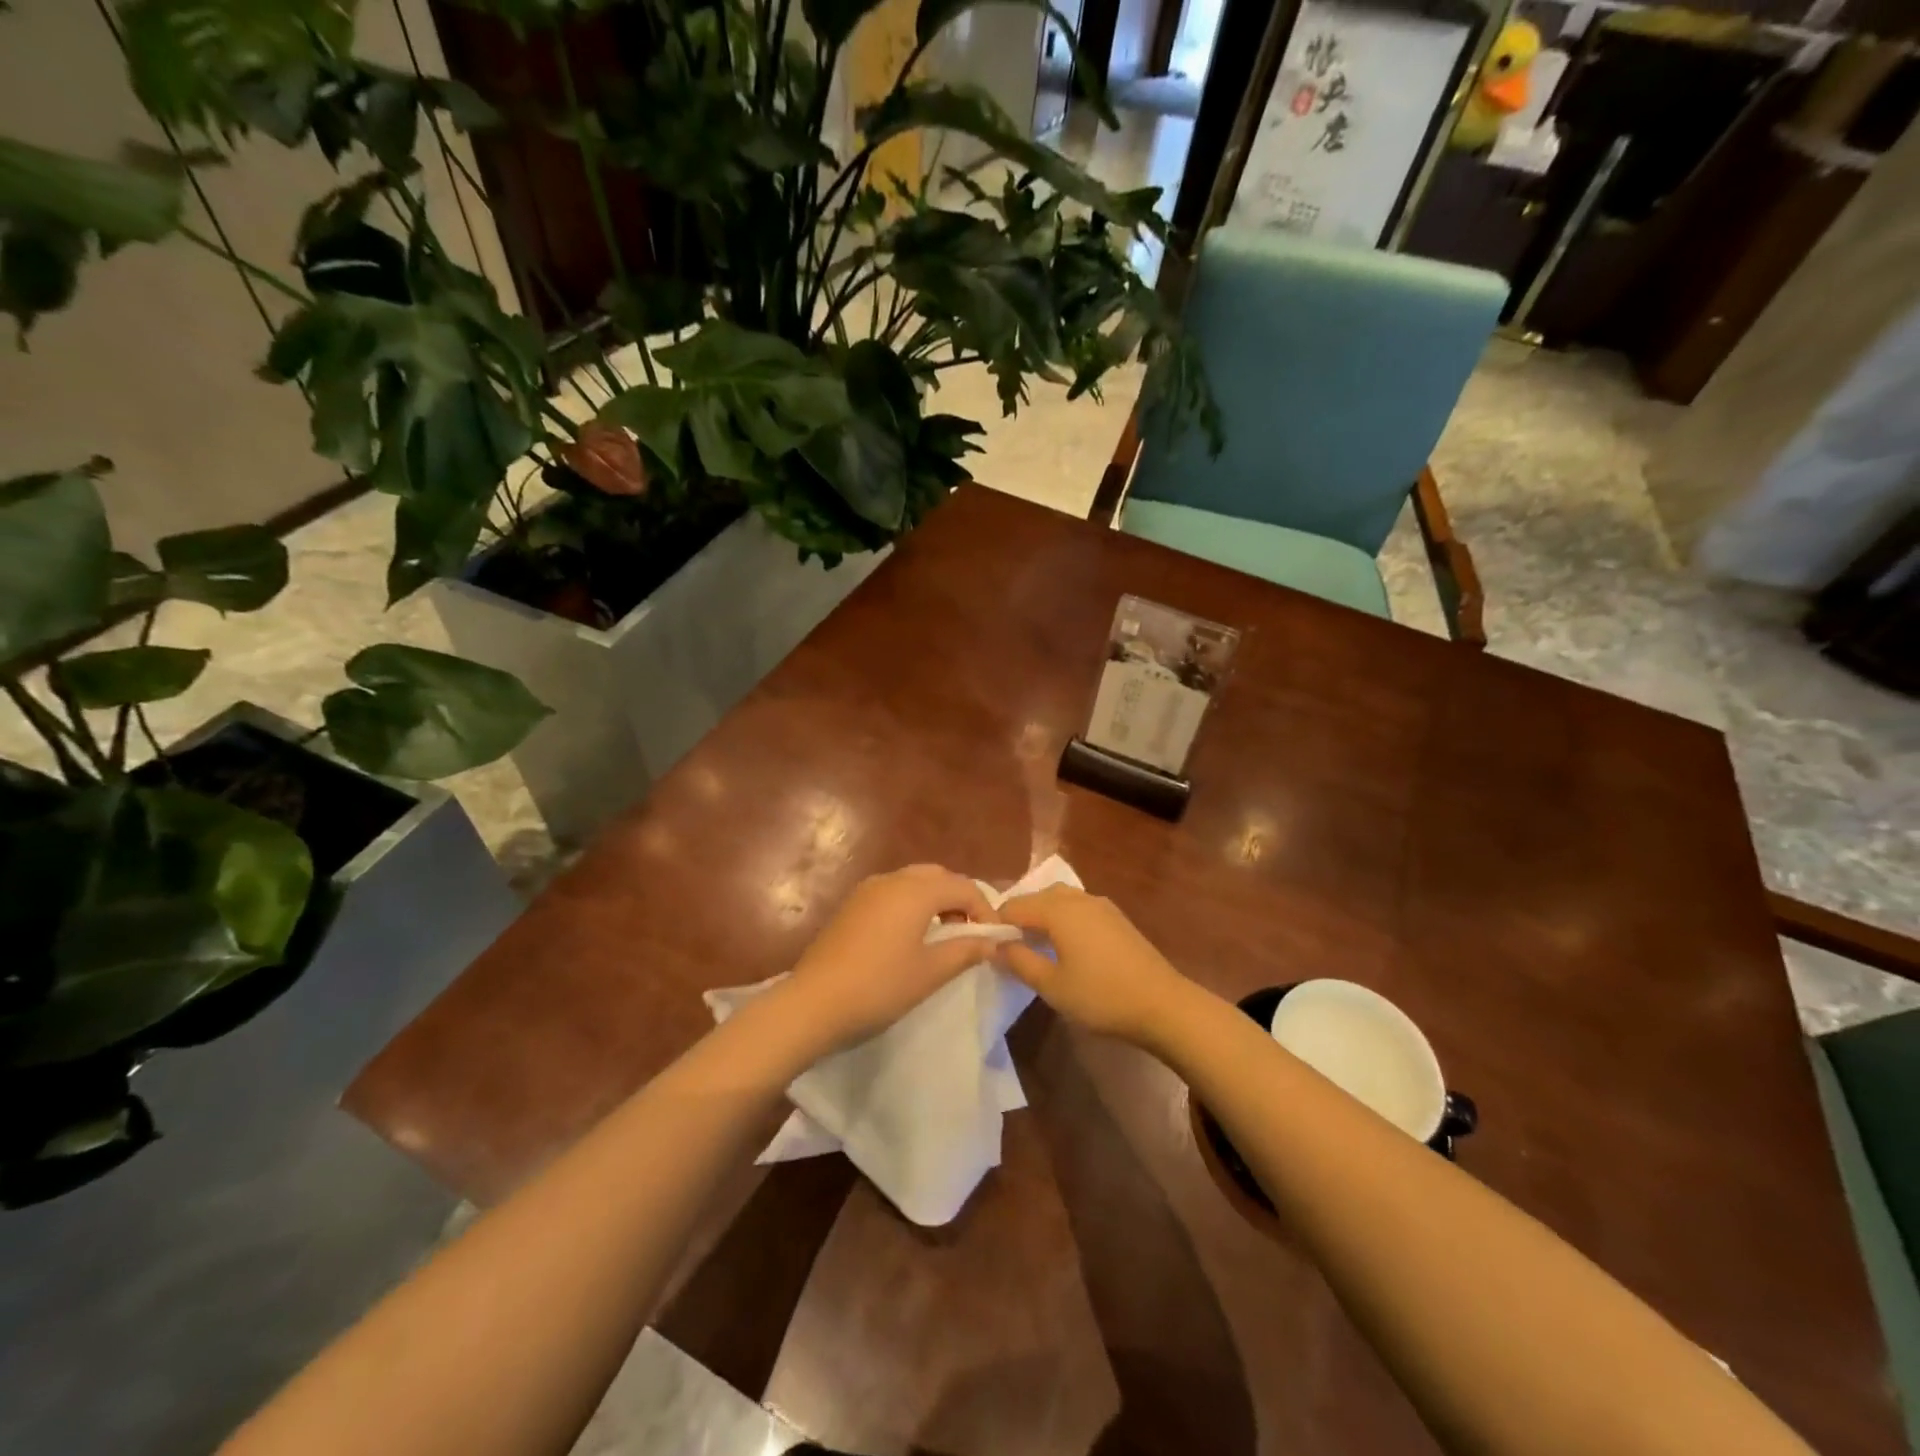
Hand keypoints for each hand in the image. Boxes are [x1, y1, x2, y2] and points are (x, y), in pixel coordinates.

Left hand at [773, 864, 1000, 1055]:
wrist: (813, 1002)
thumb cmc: (879, 986)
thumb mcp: (930, 972)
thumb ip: (965, 950)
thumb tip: (992, 942)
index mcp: (916, 890)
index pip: (964, 886)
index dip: (985, 909)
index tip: (994, 938)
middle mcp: (892, 879)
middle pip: (938, 876)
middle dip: (960, 898)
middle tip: (970, 931)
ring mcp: (867, 889)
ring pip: (913, 881)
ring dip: (935, 899)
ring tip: (943, 934)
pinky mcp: (851, 904)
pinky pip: (892, 892)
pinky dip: (911, 903)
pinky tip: (910, 935)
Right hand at [998, 885, 1193, 1047]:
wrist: (1163, 1004)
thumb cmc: (1101, 996)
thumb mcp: (1052, 986)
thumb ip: (1020, 962)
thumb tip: (996, 946)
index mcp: (1058, 910)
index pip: (1014, 906)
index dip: (997, 924)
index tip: (990, 947)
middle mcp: (1078, 898)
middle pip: (1038, 897)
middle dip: (1020, 916)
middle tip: (1011, 948)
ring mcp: (1101, 905)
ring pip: (1060, 899)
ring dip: (1043, 915)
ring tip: (1037, 945)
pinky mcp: (1117, 917)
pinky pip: (1079, 907)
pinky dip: (1064, 918)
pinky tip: (1068, 946)